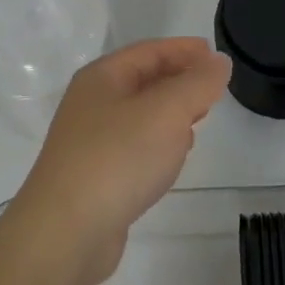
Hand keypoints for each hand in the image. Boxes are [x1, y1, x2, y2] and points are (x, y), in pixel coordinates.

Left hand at [14, 37, 232, 283]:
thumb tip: (219, 62)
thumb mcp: (168, 111)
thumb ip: (198, 83)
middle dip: (179, 80)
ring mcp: (89, 142)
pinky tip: (173, 157)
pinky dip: (158, 142)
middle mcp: (91, 104)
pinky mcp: (94, 177)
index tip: (215, 55)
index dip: (184, 50)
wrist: (65, 233)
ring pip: (139, 115)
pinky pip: (134, 146)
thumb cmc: (118, 158)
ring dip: (170, 113)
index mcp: (102, 78)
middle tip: (213, 88)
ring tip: (199, 119)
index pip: (149, 51)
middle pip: (143, 80)